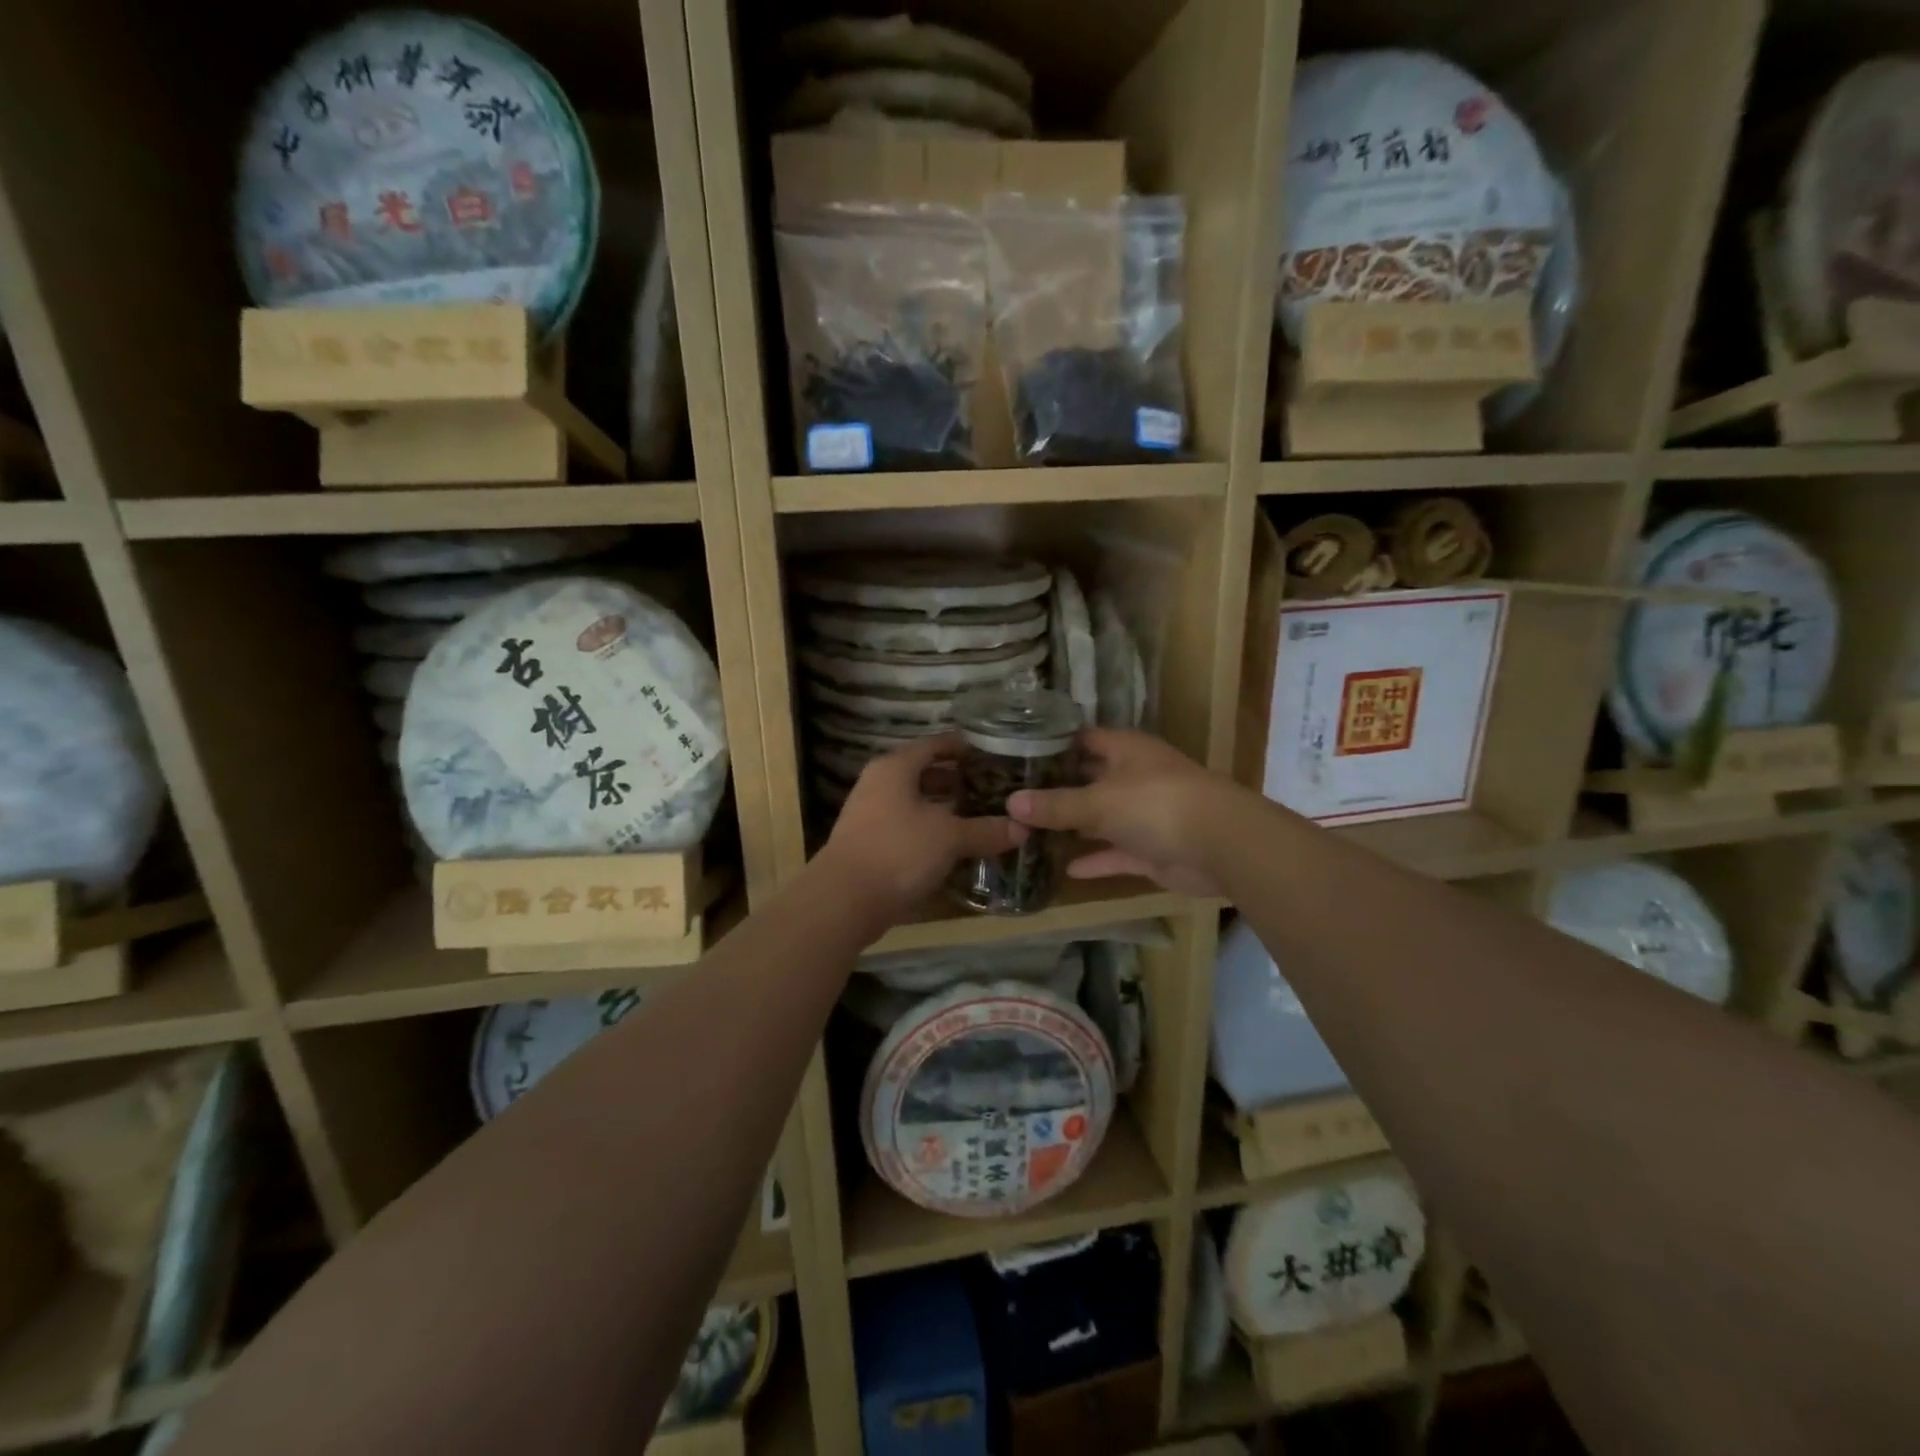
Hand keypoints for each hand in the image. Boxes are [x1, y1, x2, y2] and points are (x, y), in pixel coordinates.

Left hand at [817, 733, 1026, 925]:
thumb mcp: (949, 837)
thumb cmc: (898, 851)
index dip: (963, 747)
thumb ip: (986, 830)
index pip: (934, 744)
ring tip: (977, 814)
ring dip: (942, 806)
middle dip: (955, 779)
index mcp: (895, 767)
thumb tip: (1024, 828)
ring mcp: (869, 813)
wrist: (843, 899)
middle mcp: (879, 783)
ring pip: (913, 801)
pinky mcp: (868, 842)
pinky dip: (929, 829)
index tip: (991, 754)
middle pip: (922, 772)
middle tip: (990, 786)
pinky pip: (905, 825)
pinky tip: (951, 844)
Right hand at [1007, 728, 1234, 896]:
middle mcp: (1135, 777)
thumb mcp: (1098, 802)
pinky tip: (1065, 868)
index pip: (1083, 739)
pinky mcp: (1153, 849)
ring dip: (1075, 826)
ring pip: (1102, 818)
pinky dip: (1095, 859)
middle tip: (1015, 797)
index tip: (1016, 754)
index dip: (1052, 745)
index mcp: (1126, 750)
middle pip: (1090, 779)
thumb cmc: (1156, 804)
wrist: (1221, 846)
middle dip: (1058, 789)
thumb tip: (1011, 803)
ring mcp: (1146, 814)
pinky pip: (1116, 852)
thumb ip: (1055, 805)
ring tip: (1030, 832)